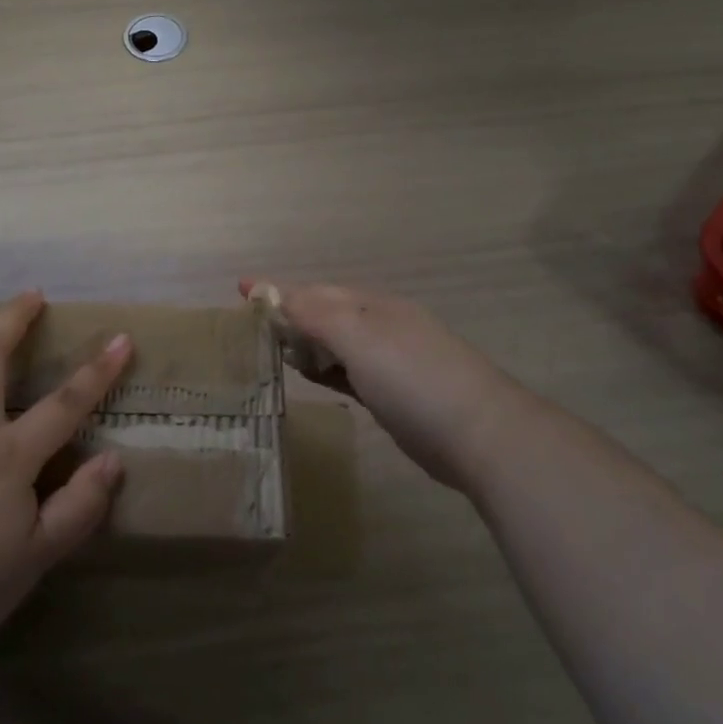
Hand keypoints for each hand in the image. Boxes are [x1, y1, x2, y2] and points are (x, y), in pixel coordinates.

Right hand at [242, 279, 517, 490]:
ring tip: (273, 349)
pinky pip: (348, 371)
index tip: (242, 289)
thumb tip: (278, 295)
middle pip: (326, 314)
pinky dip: (325, 368)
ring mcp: (391, 361)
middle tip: (252, 325)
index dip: (279, 290)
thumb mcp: (360, 338)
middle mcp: (381, 326)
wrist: (480, 434)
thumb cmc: (413, 378)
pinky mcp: (394, 395)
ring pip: (337, 344)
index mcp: (373, 306)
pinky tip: (311, 375)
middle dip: (290, 314)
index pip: (316, 292)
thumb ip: (317, 315)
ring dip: (306, 342)